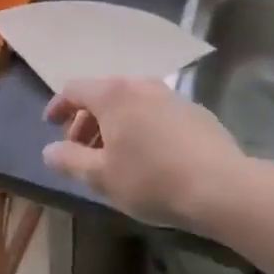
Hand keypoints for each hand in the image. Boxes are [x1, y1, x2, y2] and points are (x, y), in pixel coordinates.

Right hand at [42, 77, 253, 227]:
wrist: (223, 188)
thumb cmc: (152, 179)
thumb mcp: (101, 177)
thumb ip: (69, 160)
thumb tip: (49, 151)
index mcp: (113, 94)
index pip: (74, 90)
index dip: (58, 106)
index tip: (50, 126)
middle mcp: (141, 85)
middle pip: (103, 95)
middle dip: (86, 121)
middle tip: (81, 150)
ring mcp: (172, 96)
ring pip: (131, 104)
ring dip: (115, 125)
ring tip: (114, 156)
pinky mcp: (196, 113)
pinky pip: (156, 113)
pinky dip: (142, 127)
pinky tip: (149, 157)